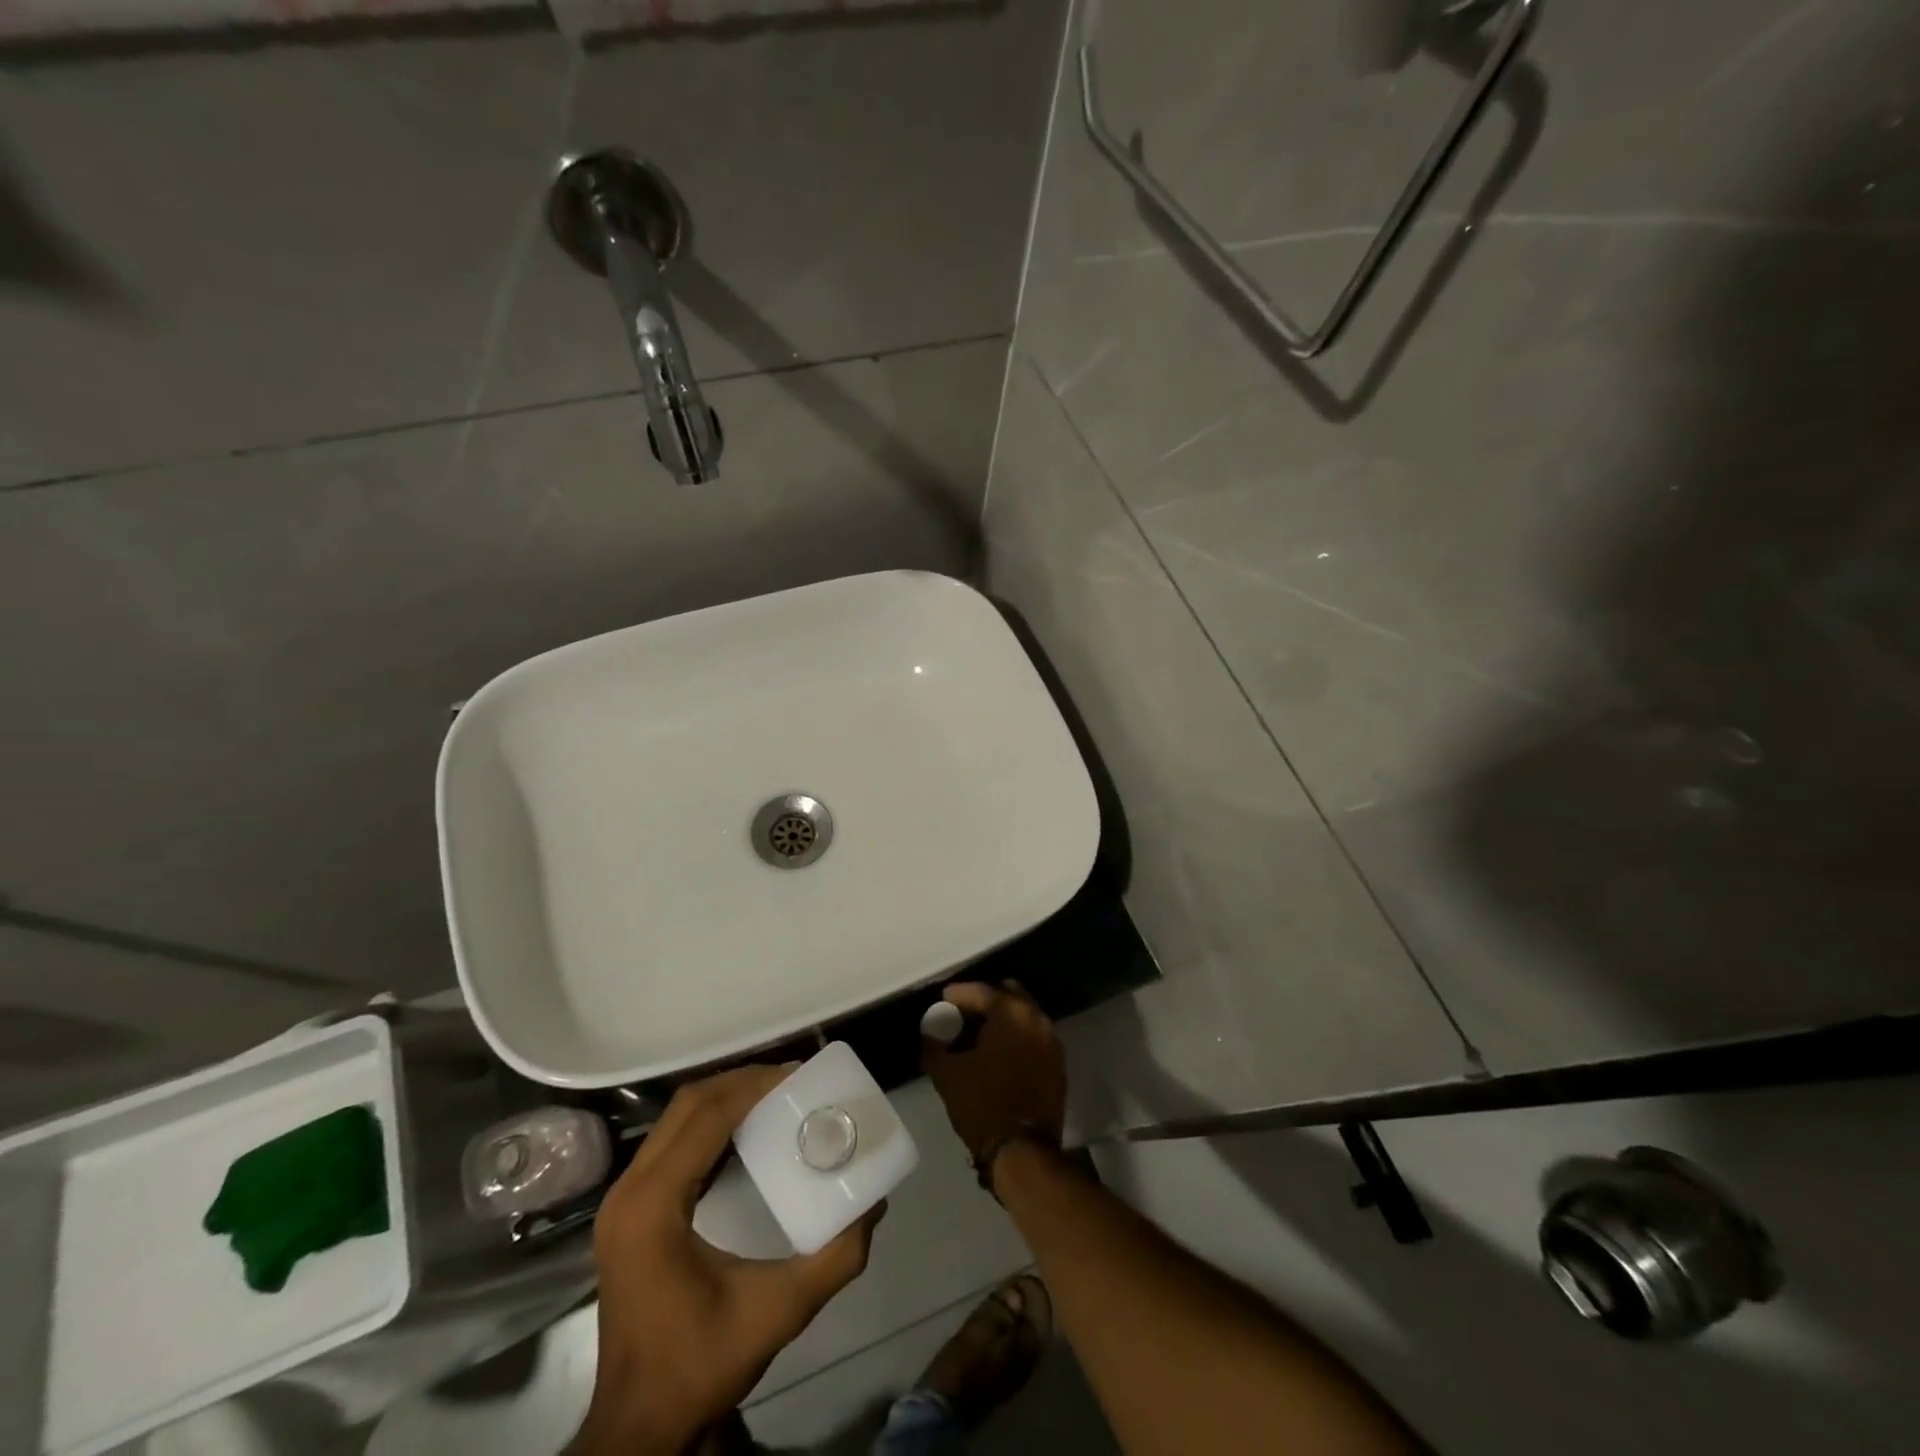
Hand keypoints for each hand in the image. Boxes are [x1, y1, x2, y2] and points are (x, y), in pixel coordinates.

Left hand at [571, 1066, 882, 1454]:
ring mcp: (623, 1201)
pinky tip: (746, 1131)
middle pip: (688, 1105)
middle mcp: (629, 1191)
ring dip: (725, 1098)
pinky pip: (671, 1142)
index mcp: (654, 1205)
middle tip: (792, 1080)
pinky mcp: (629, 1212)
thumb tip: (875, 1205)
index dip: (753, 1086)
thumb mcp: (777, 1313)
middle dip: (741, 1082)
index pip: (706, 1116)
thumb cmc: (699, 1365)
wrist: (639, 1427)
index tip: (799, 1075)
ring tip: (776, 1095)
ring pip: (675, 1119)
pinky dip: (709, 1123)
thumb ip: (834, 1259)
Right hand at [922, 982, 1067, 1175]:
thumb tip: (929, 1035)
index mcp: (1010, 1013)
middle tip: (964, 1013)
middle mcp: (1036, 1018)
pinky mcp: (1057, 1063)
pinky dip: (1017, 1037)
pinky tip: (999, 1053)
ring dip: (1003, 1019)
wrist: (1023, 1150)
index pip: (981, 991)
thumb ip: (934, 1047)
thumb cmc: (982, 1105)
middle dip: (986, 1000)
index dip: (959, 994)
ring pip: (1024, 1015)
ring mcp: (1051, 1041)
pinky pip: (1034, 1036)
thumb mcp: (947, 1075)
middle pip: (1008, 994)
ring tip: (980, 1034)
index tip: (943, 1000)